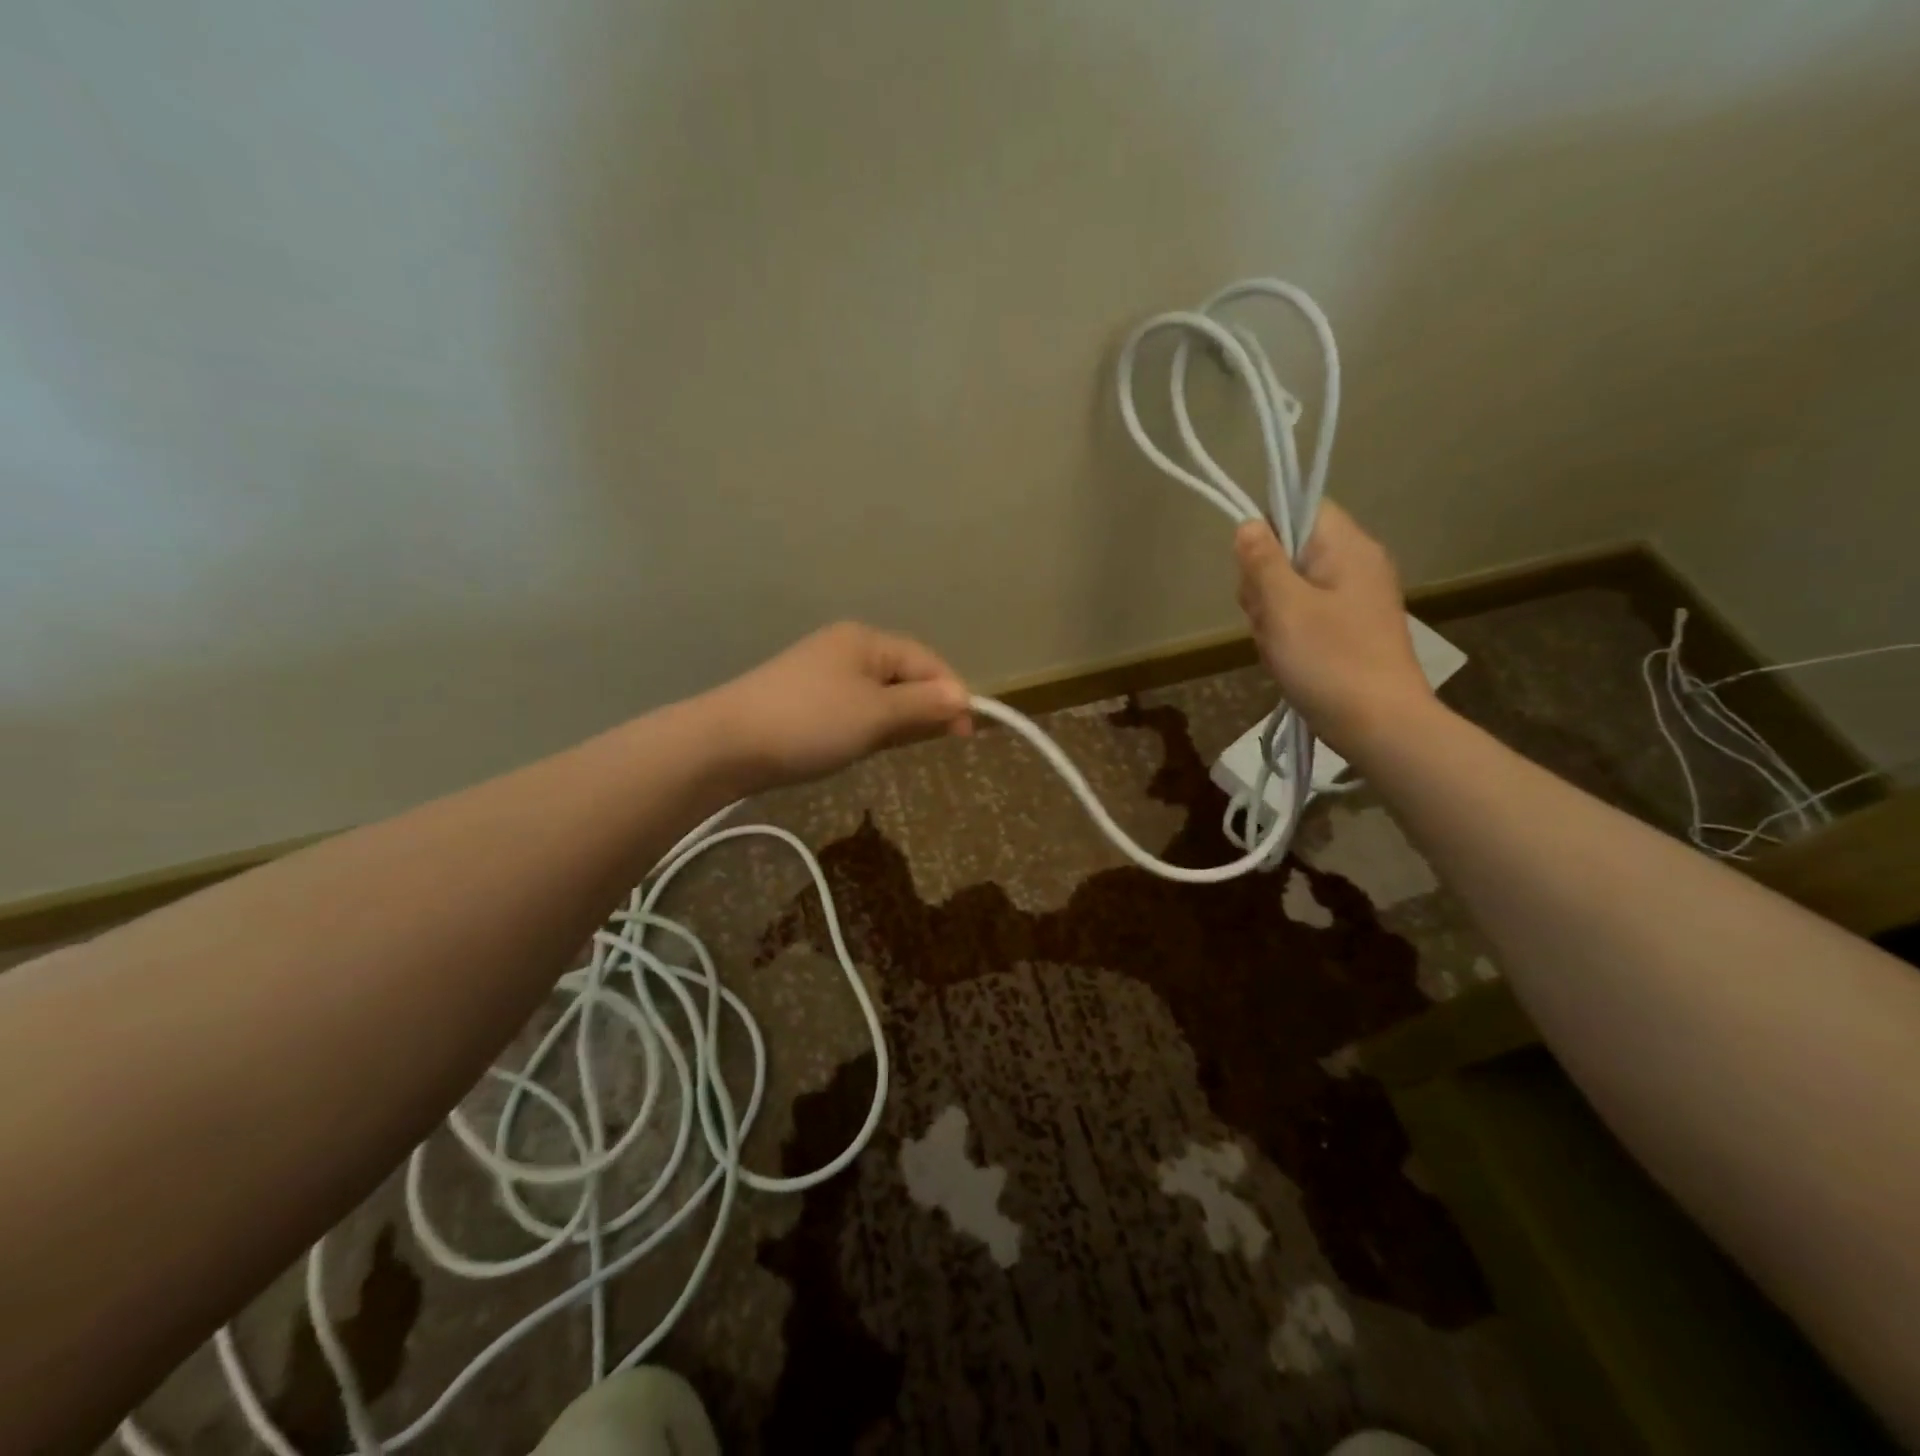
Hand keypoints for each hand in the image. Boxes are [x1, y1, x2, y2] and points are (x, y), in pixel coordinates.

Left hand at [705, 622, 972, 789]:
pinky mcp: (805, 698)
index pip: (926, 661)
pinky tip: (869, 744)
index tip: (966, 734)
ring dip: (899, 718)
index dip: (951, 694)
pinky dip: (871, 724)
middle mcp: (845, 648)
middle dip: (925, 707)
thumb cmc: (810, 723)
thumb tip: (964, 697)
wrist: (726, 744)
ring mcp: (822, 673)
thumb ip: (922, 706)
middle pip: (903, 674)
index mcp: (866, 641)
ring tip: (906, 746)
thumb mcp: (875, 716)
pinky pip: (855, 706)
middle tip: (940, 743)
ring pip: (879, 693)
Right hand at [1234, 503, 1432, 756]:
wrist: (1380, 725)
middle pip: (1290, 550)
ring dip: (1272, 615)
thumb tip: (1249, 523)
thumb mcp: (1284, 607)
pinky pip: (1305, 615)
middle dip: (1265, 585)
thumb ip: (1263, 561)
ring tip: (1279, 647)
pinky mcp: (1351, 628)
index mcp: (1347, 547)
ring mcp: (1356, 598)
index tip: (1256, 573)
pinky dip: (1288, 634)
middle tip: (1269, 620)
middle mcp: (1357, 563)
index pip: (1300, 507)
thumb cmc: (1330, 661)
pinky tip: (1288, 659)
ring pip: (1291, 587)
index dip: (1268, 532)